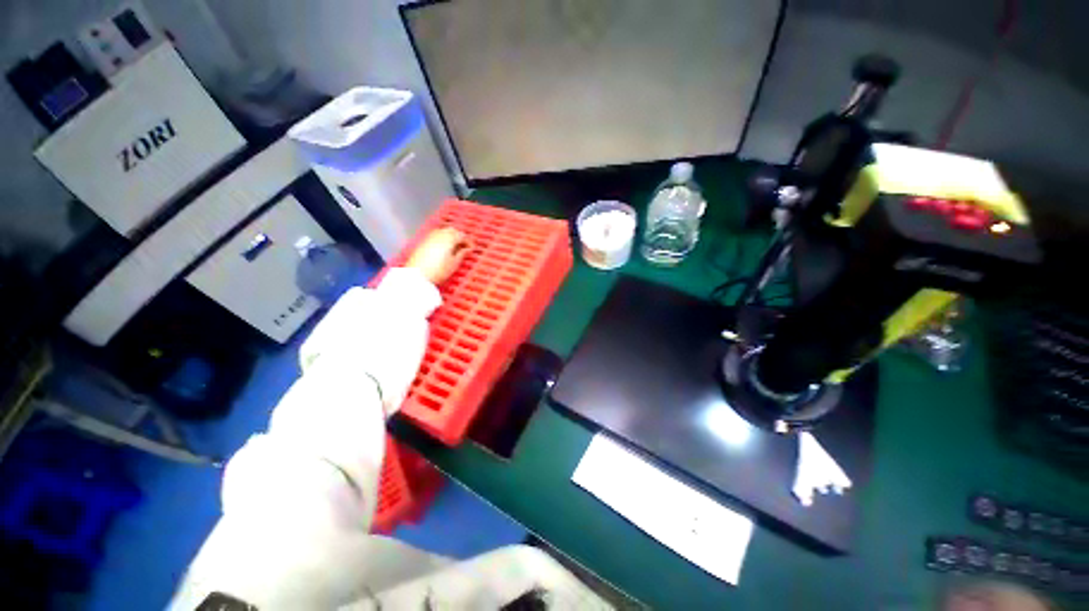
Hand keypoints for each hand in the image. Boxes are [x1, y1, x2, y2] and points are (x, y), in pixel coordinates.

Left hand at [406, 227, 471, 284]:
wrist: (417, 275)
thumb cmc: (439, 270)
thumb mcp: (454, 263)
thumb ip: (462, 253)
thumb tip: (467, 249)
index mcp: (449, 238)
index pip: (462, 235)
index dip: (468, 241)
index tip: (472, 248)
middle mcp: (440, 234)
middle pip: (452, 230)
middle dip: (459, 236)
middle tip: (464, 246)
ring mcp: (430, 236)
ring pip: (443, 231)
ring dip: (450, 236)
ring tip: (454, 247)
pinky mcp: (423, 241)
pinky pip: (436, 235)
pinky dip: (442, 238)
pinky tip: (444, 248)